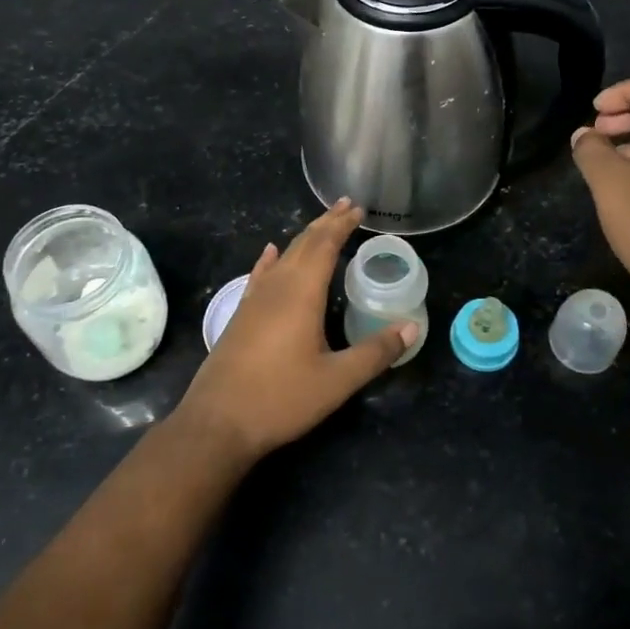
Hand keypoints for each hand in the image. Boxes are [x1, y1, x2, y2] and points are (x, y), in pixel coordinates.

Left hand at [172, 201, 414, 461]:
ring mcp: (254, 300)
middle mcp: (276, 287)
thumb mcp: (337, 380)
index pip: (324, 246)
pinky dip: (270, 259)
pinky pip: (260, 274)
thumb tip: (411, 328)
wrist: (218, 422)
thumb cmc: (281, 398)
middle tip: (345, 206)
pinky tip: (271, 252)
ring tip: (320, 225)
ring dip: (303, 238)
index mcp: (301, 293)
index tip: (357, 208)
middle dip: (325, 223)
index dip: (341, 225)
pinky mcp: (240, 315)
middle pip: (303, 244)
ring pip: (283, 256)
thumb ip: (375, 352)